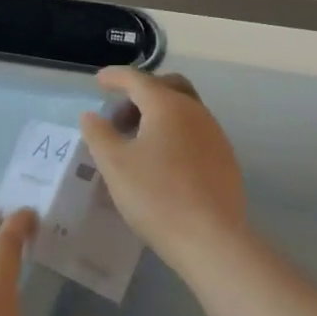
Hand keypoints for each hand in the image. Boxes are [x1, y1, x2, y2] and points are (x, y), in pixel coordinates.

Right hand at [79, 67, 247, 273]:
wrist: (210, 238)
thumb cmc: (155, 196)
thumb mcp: (114, 164)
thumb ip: (98, 134)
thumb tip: (91, 115)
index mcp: (168, 106)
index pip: (137, 79)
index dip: (115, 77)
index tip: (99, 80)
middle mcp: (196, 112)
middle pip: (168, 87)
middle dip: (141, 92)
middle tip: (119, 116)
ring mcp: (215, 135)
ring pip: (184, 110)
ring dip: (158, 115)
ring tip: (136, 142)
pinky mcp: (224, 159)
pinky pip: (195, 133)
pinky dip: (174, 133)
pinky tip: (161, 161)